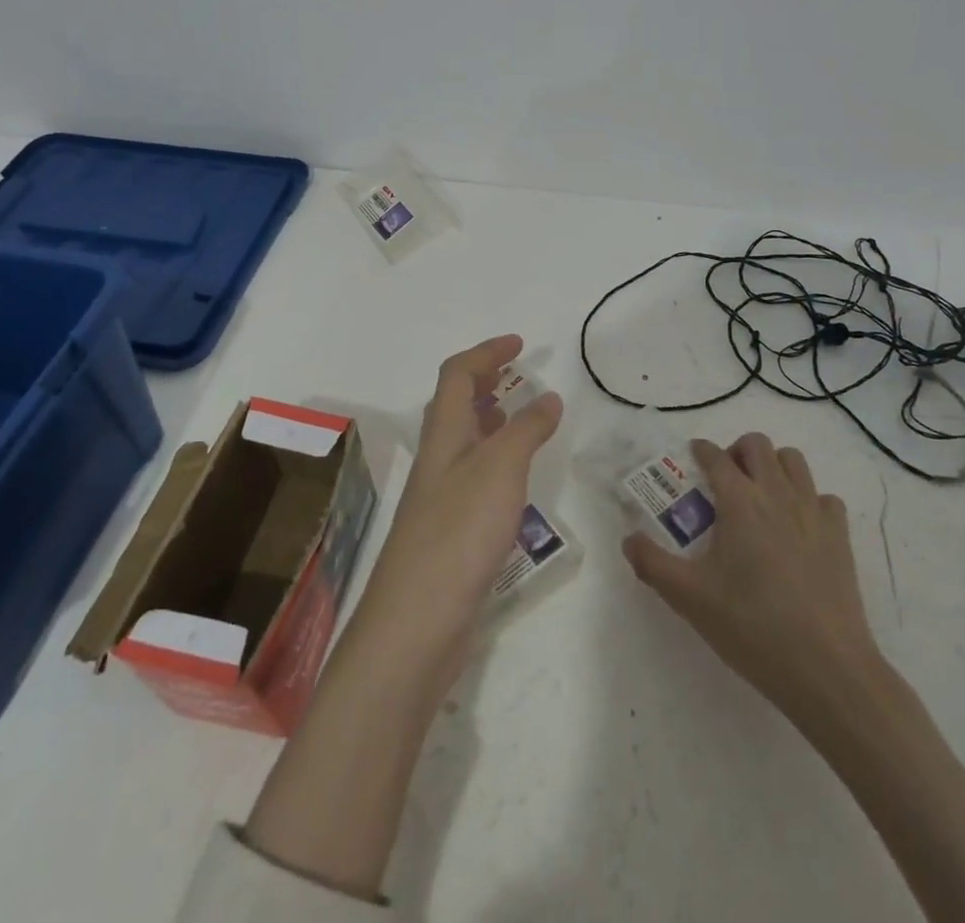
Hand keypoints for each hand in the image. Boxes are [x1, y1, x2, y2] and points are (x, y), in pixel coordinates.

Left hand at [242, 336, 559, 900]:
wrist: (417, 620)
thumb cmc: (459, 531)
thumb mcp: (501, 469)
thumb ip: (525, 429)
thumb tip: (547, 397)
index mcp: (444, 433)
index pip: (458, 374)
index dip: (486, 352)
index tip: (520, 344)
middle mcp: (438, 457)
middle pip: (455, 403)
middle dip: (485, 380)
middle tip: (518, 373)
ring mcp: (440, 495)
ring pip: (464, 439)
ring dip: (490, 418)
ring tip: (520, 415)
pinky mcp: (449, 529)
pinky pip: (473, 474)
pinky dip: (495, 458)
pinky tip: (514, 478)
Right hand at [623, 431, 881, 721]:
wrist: (826, 668)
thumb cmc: (752, 627)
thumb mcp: (689, 598)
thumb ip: (652, 563)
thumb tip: (629, 539)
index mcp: (739, 501)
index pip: (716, 456)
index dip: (701, 451)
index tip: (693, 458)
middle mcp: (777, 494)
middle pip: (757, 445)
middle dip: (737, 451)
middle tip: (725, 480)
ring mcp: (813, 512)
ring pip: (793, 461)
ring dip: (773, 466)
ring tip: (760, 495)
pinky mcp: (840, 536)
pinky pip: (824, 498)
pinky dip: (809, 500)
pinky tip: (799, 526)